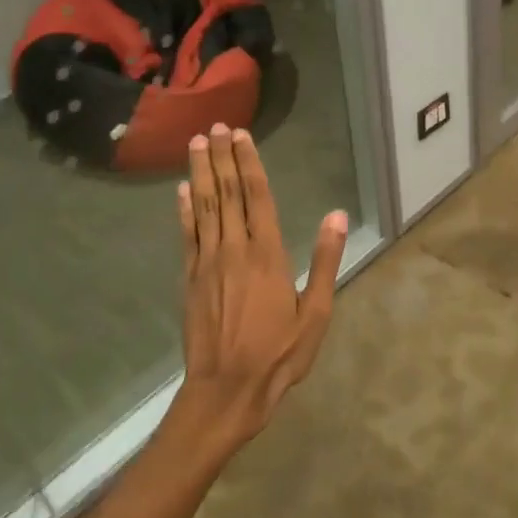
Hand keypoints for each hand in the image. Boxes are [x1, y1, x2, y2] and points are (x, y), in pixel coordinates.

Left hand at [168, 123, 347, 456]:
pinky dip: (183, 210)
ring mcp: (207, 263)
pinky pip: (187, 235)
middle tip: (215, 127)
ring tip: (196, 144)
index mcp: (268, 254)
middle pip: (227, 193)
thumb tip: (336, 215)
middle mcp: (235, 249)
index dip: (249, 163)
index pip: (258, 197)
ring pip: (203, 207)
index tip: (241, 135)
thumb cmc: (278, 354)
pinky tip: (181, 190)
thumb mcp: (315, 313)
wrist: (226, 391)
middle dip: (221, 158)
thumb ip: (324, 261)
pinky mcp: (190, 279)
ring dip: (200, 173)